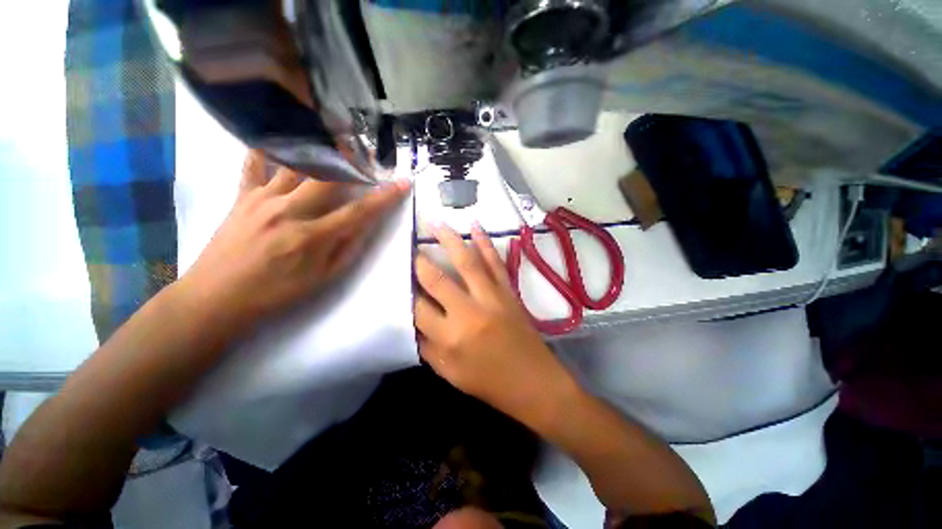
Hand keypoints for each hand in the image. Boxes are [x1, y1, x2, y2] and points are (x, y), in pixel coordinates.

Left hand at [180, 150, 410, 328]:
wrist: (217, 298)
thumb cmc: (277, 293)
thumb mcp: (323, 280)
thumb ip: (348, 251)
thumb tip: (365, 225)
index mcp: (314, 237)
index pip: (359, 212)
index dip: (384, 197)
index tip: (403, 184)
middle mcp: (290, 211)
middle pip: (327, 177)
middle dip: (350, 162)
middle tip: (365, 152)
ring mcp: (262, 200)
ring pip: (294, 165)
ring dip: (317, 151)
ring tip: (330, 140)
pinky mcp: (241, 197)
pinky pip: (252, 166)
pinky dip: (263, 151)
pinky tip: (272, 142)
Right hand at [415, 223, 577, 424]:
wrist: (534, 382)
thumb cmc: (490, 383)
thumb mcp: (449, 374)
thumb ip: (427, 346)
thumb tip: (412, 320)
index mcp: (450, 338)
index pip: (417, 308)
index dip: (405, 292)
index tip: (399, 279)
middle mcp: (469, 312)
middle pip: (437, 280)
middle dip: (420, 262)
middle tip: (409, 247)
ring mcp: (492, 297)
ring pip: (467, 262)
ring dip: (450, 240)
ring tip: (436, 224)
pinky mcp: (508, 291)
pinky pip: (495, 263)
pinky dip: (486, 243)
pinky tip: (476, 227)